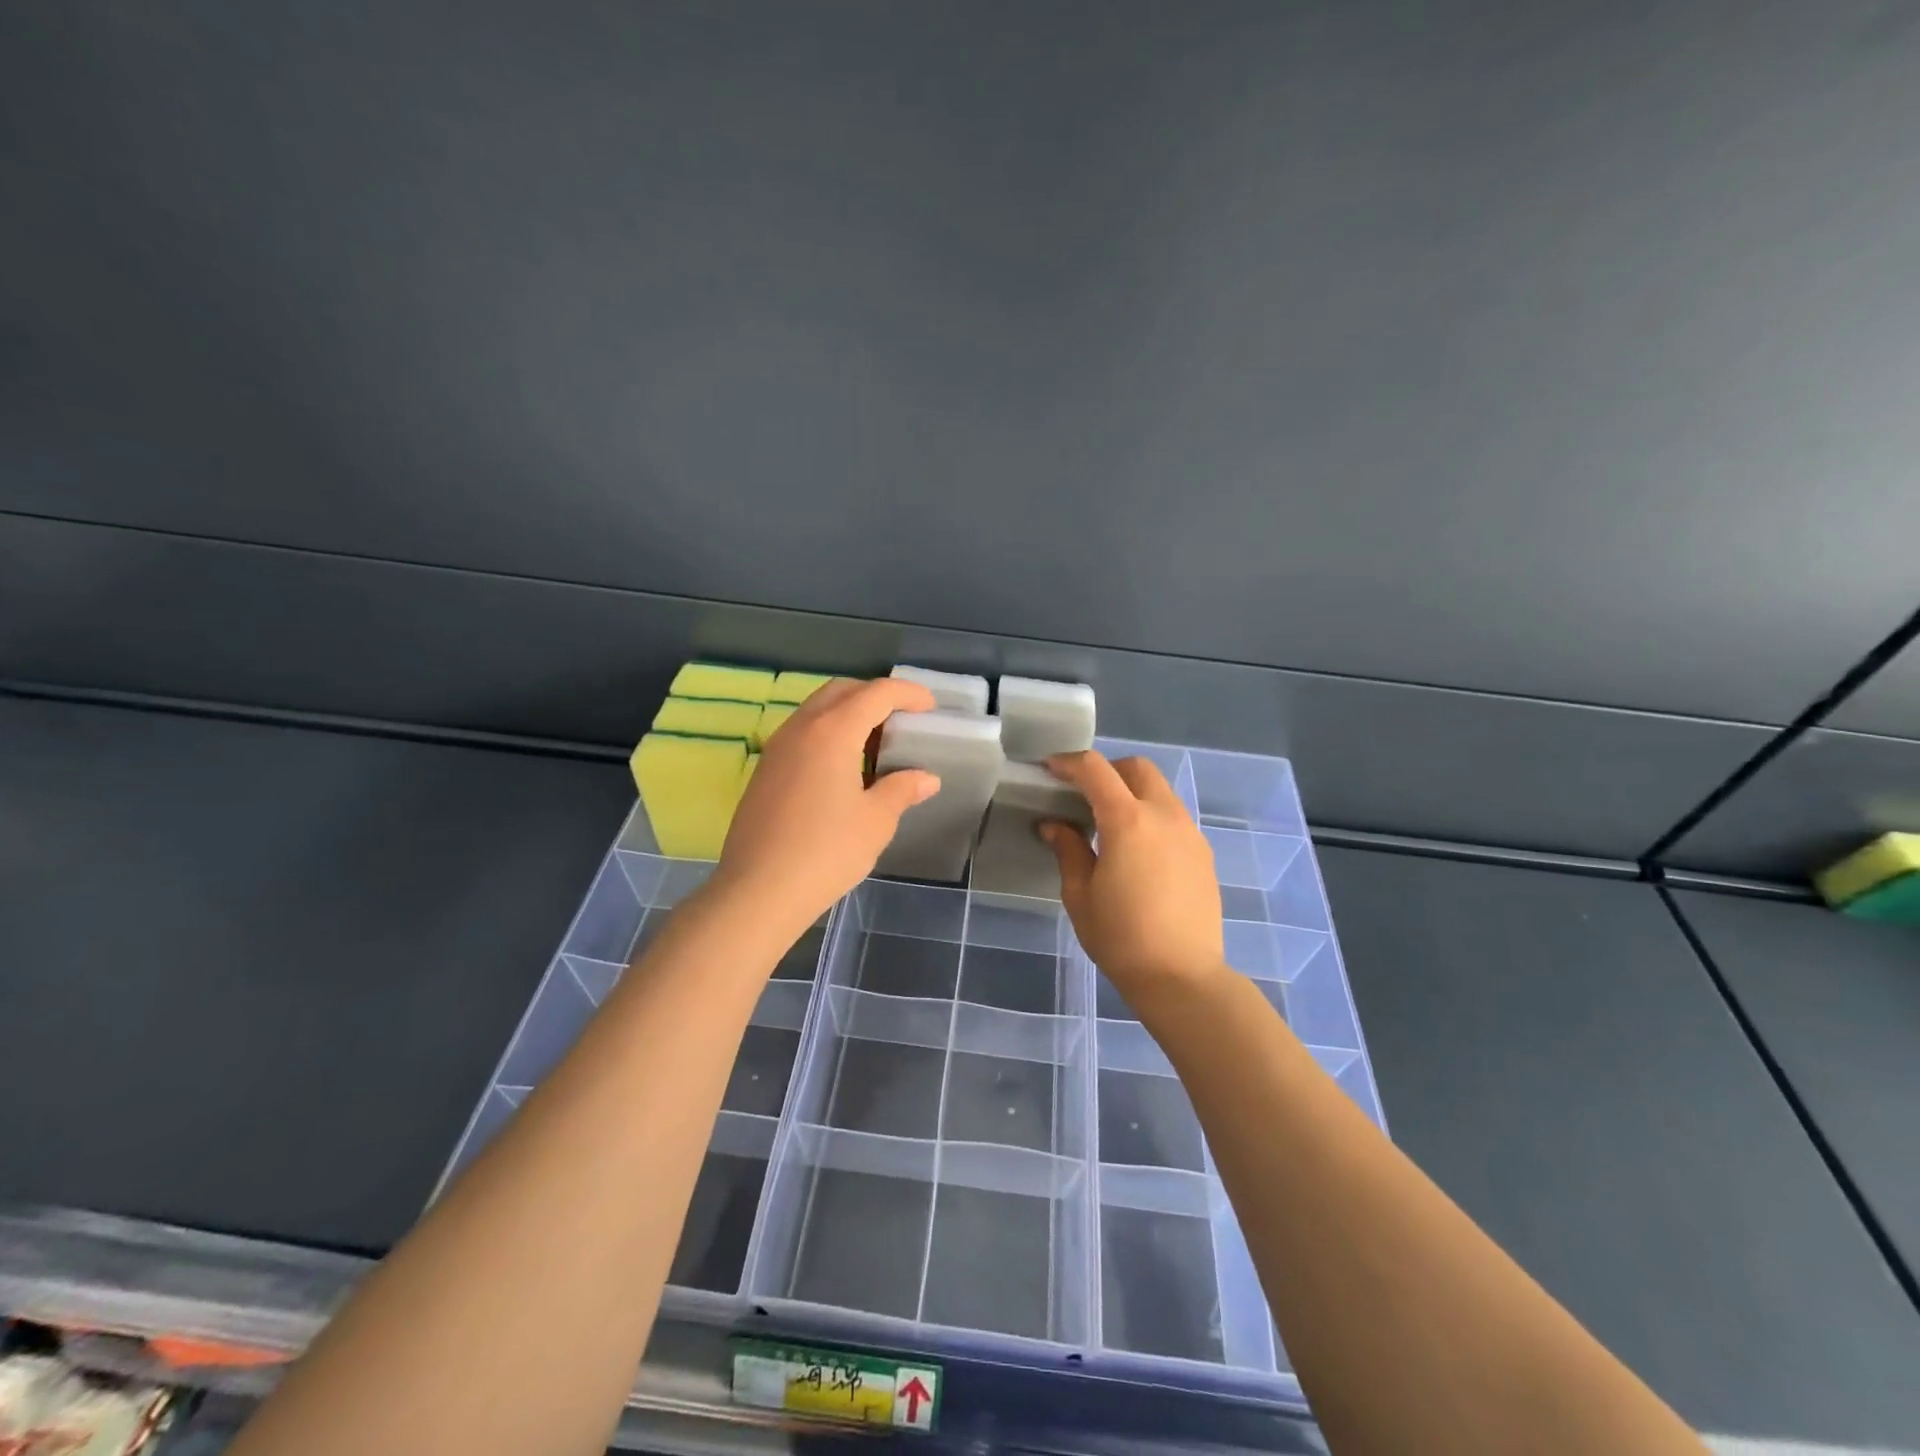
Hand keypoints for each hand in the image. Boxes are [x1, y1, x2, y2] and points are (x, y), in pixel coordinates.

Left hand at [718, 678, 940, 934]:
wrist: (759, 891)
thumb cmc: (826, 852)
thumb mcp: (876, 821)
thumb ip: (902, 790)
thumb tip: (926, 778)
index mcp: (833, 731)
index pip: (876, 693)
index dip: (907, 693)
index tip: (930, 706)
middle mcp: (801, 728)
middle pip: (842, 690)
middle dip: (875, 695)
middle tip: (902, 719)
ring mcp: (777, 747)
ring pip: (817, 709)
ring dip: (849, 713)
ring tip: (875, 744)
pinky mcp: (765, 770)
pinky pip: (802, 732)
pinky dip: (828, 733)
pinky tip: (843, 768)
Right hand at [1041, 751, 1226, 1006]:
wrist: (1182, 977)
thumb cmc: (1121, 937)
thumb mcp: (1080, 895)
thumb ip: (1069, 850)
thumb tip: (1055, 826)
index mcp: (1127, 821)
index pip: (1096, 770)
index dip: (1069, 762)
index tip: (1050, 769)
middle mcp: (1163, 815)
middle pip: (1136, 768)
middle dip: (1107, 770)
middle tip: (1083, 794)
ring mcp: (1189, 832)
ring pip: (1159, 790)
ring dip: (1131, 792)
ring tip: (1109, 824)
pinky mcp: (1203, 852)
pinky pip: (1173, 816)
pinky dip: (1150, 815)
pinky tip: (1137, 849)